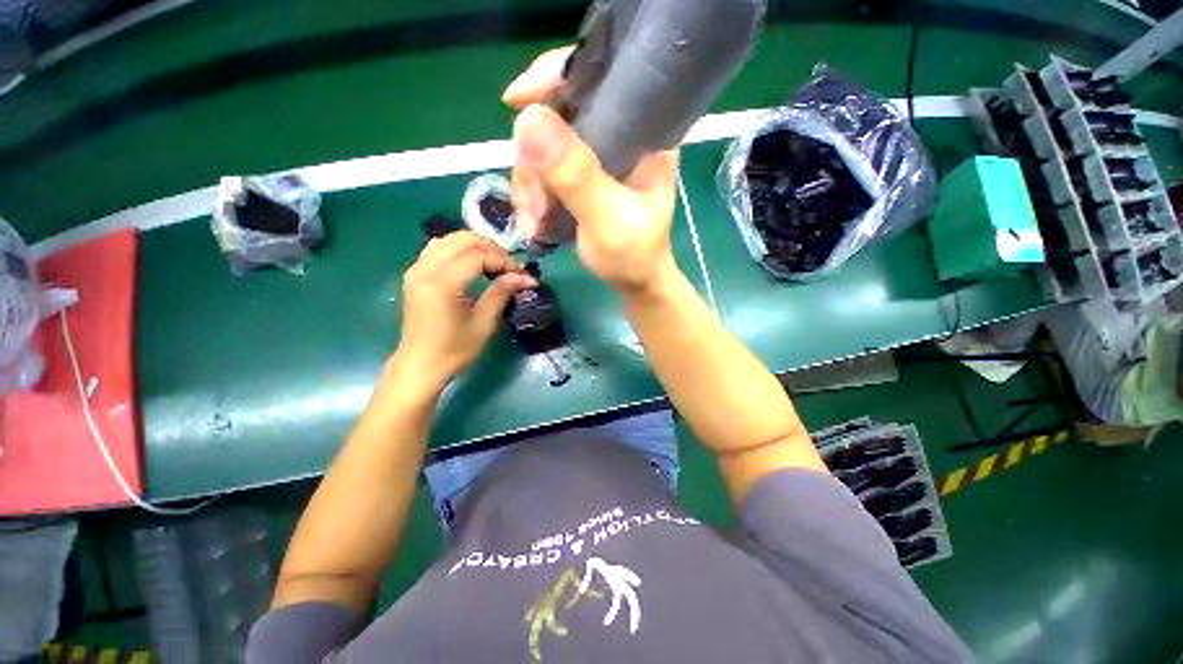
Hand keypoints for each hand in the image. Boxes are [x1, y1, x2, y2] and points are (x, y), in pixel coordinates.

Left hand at [393, 232, 535, 389]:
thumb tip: (524, 277)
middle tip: (508, 266)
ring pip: (449, 239)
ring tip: (490, 263)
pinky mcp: (413, 273)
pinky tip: (468, 263)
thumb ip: (501, 293)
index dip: (502, 261)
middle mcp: (426, 269)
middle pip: (463, 239)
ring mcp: (416, 269)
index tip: (520, 275)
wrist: (419, 365)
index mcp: (442, 284)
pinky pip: (436, 248)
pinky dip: (455, 249)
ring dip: (473, 245)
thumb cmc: (452, 352)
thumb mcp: (483, 325)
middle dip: (490, 248)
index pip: (478, 256)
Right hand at [503, 47, 680, 293]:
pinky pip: (534, 159)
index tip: (517, 98)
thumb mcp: (609, 218)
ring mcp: (593, 142)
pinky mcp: (574, 161)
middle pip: (557, 104)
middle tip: (534, 196)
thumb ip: (574, 172)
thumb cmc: (636, 252)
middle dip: (533, 151)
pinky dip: (525, 188)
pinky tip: (531, 218)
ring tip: (535, 218)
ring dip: (527, 178)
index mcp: (644, 125)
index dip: (556, 73)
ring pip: (539, 136)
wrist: (634, 280)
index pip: (601, 74)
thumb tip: (527, 118)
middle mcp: (618, 124)